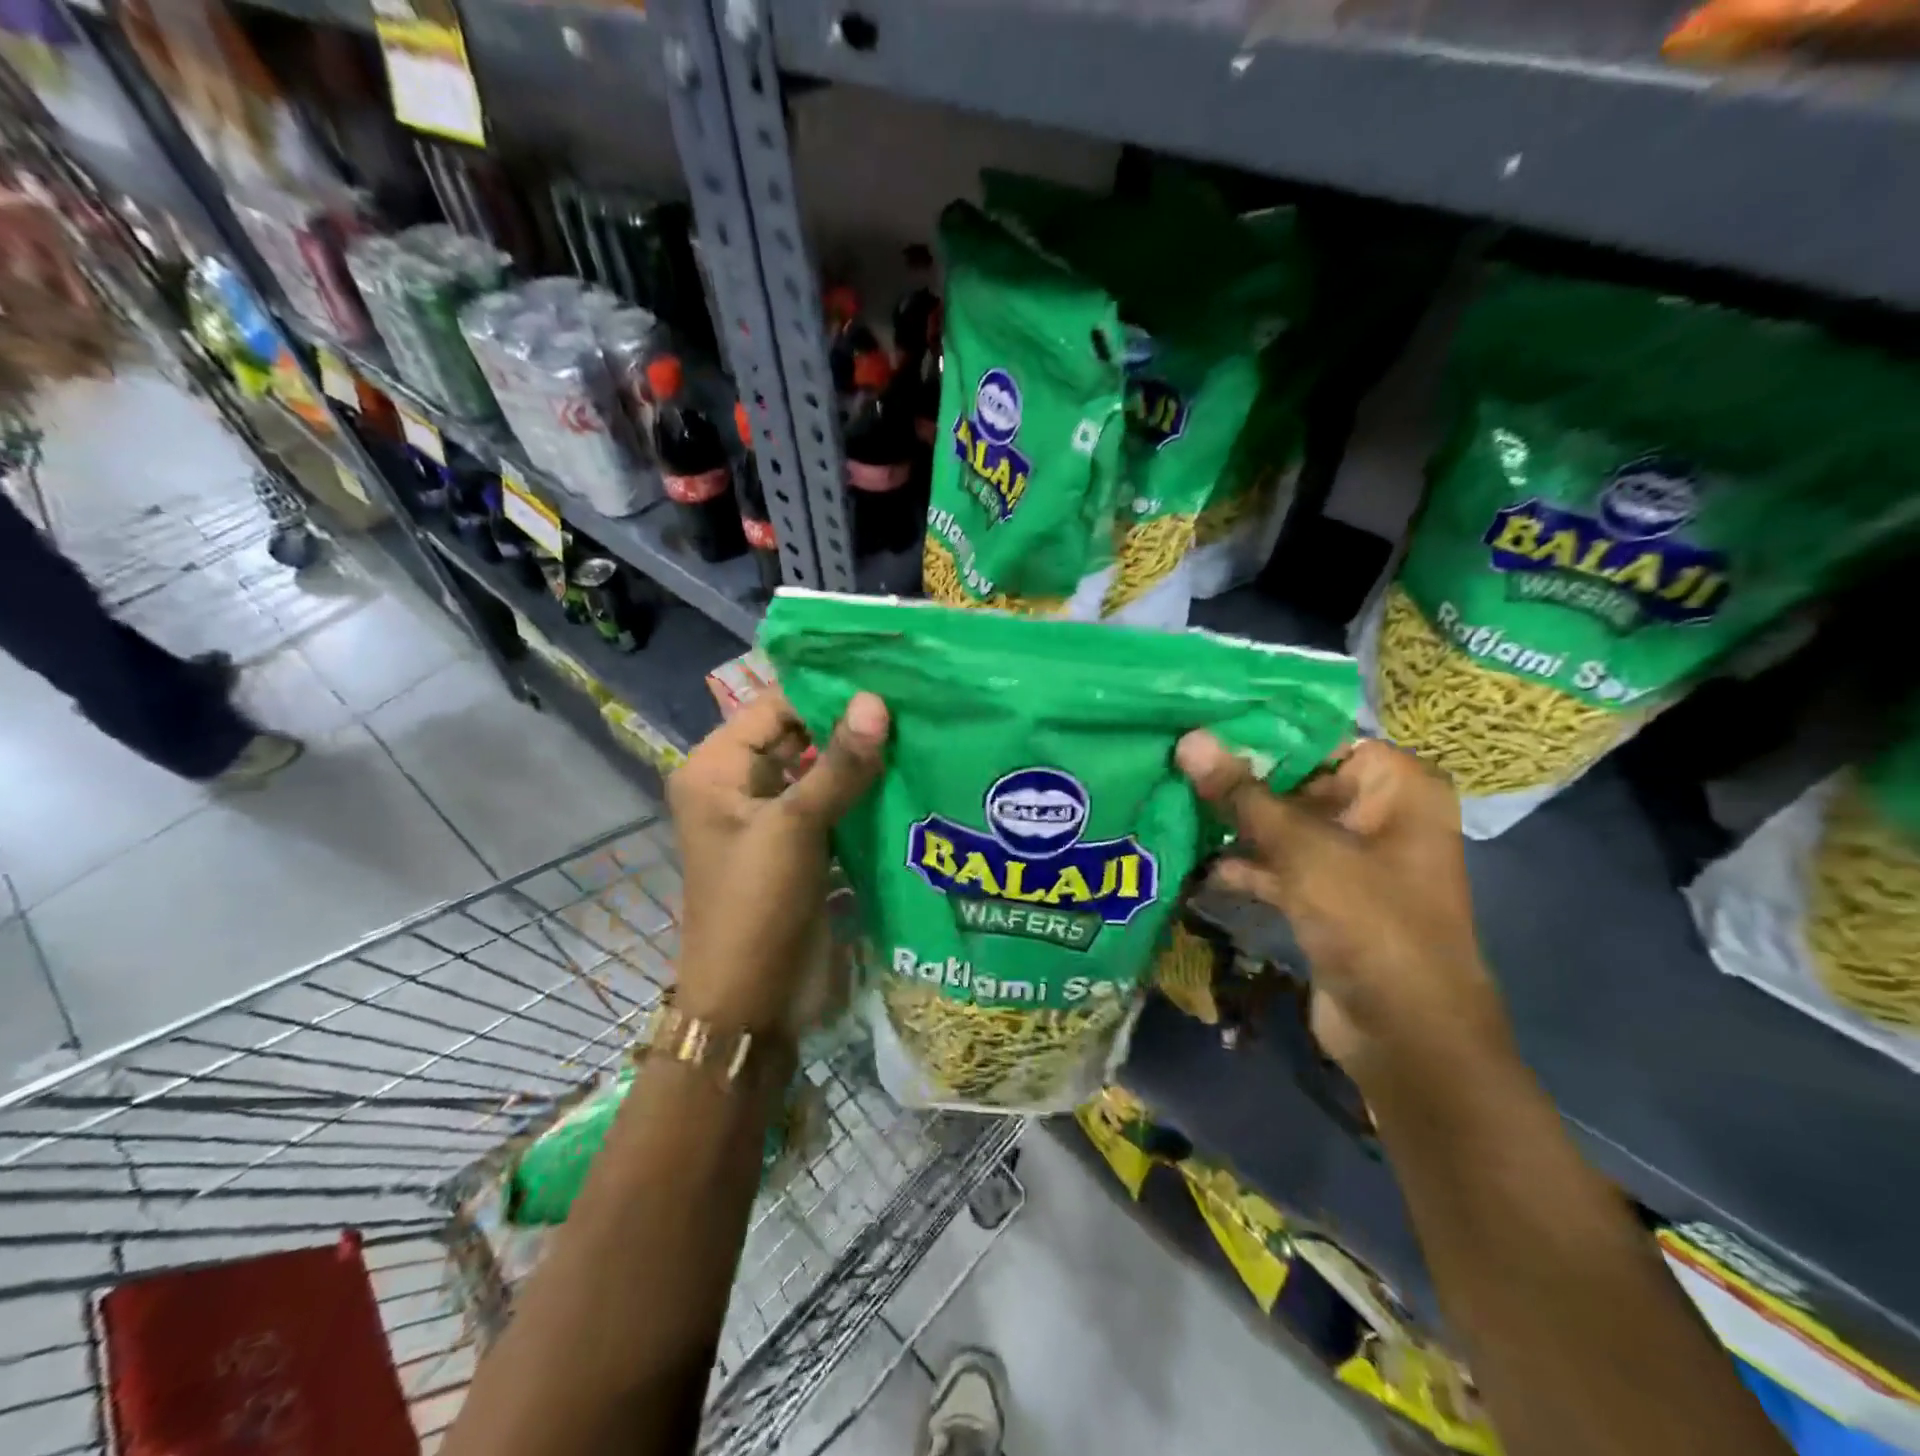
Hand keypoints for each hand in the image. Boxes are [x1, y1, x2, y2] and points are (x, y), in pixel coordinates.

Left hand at [668, 690, 887, 1037]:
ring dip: (861, 760)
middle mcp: (740, 785)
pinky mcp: (801, 847)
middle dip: (849, 724)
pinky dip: (864, 795)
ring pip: (820, 772)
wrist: (752, 1002)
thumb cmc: (757, 904)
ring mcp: (773, 818)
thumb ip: (839, 764)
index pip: (775, 707)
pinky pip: (834, 806)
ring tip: (920, 733)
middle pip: (799, 737)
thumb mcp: (795, 827)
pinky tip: (909, 779)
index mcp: (717, 769)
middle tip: (913, 702)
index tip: (886, 679)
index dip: (825, 692)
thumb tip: (877, 701)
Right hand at [1174, 735, 1510, 1089]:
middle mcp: (1378, 814)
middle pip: (1294, 781)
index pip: (1316, 738)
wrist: (1407, 1038)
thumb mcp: (1303, 850)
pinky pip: (1279, 866)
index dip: (1255, 732)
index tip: (1194, 724)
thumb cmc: (1371, 923)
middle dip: (1235, 781)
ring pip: (1281, 826)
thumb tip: (1189, 738)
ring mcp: (1352, 859)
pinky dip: (1243, 865)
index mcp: (1396, 786)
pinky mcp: (1328, 897)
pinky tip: (1193, 862)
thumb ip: (1242, 793)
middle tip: (1170, 762)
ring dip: (1232, 825)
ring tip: (1170, 804)